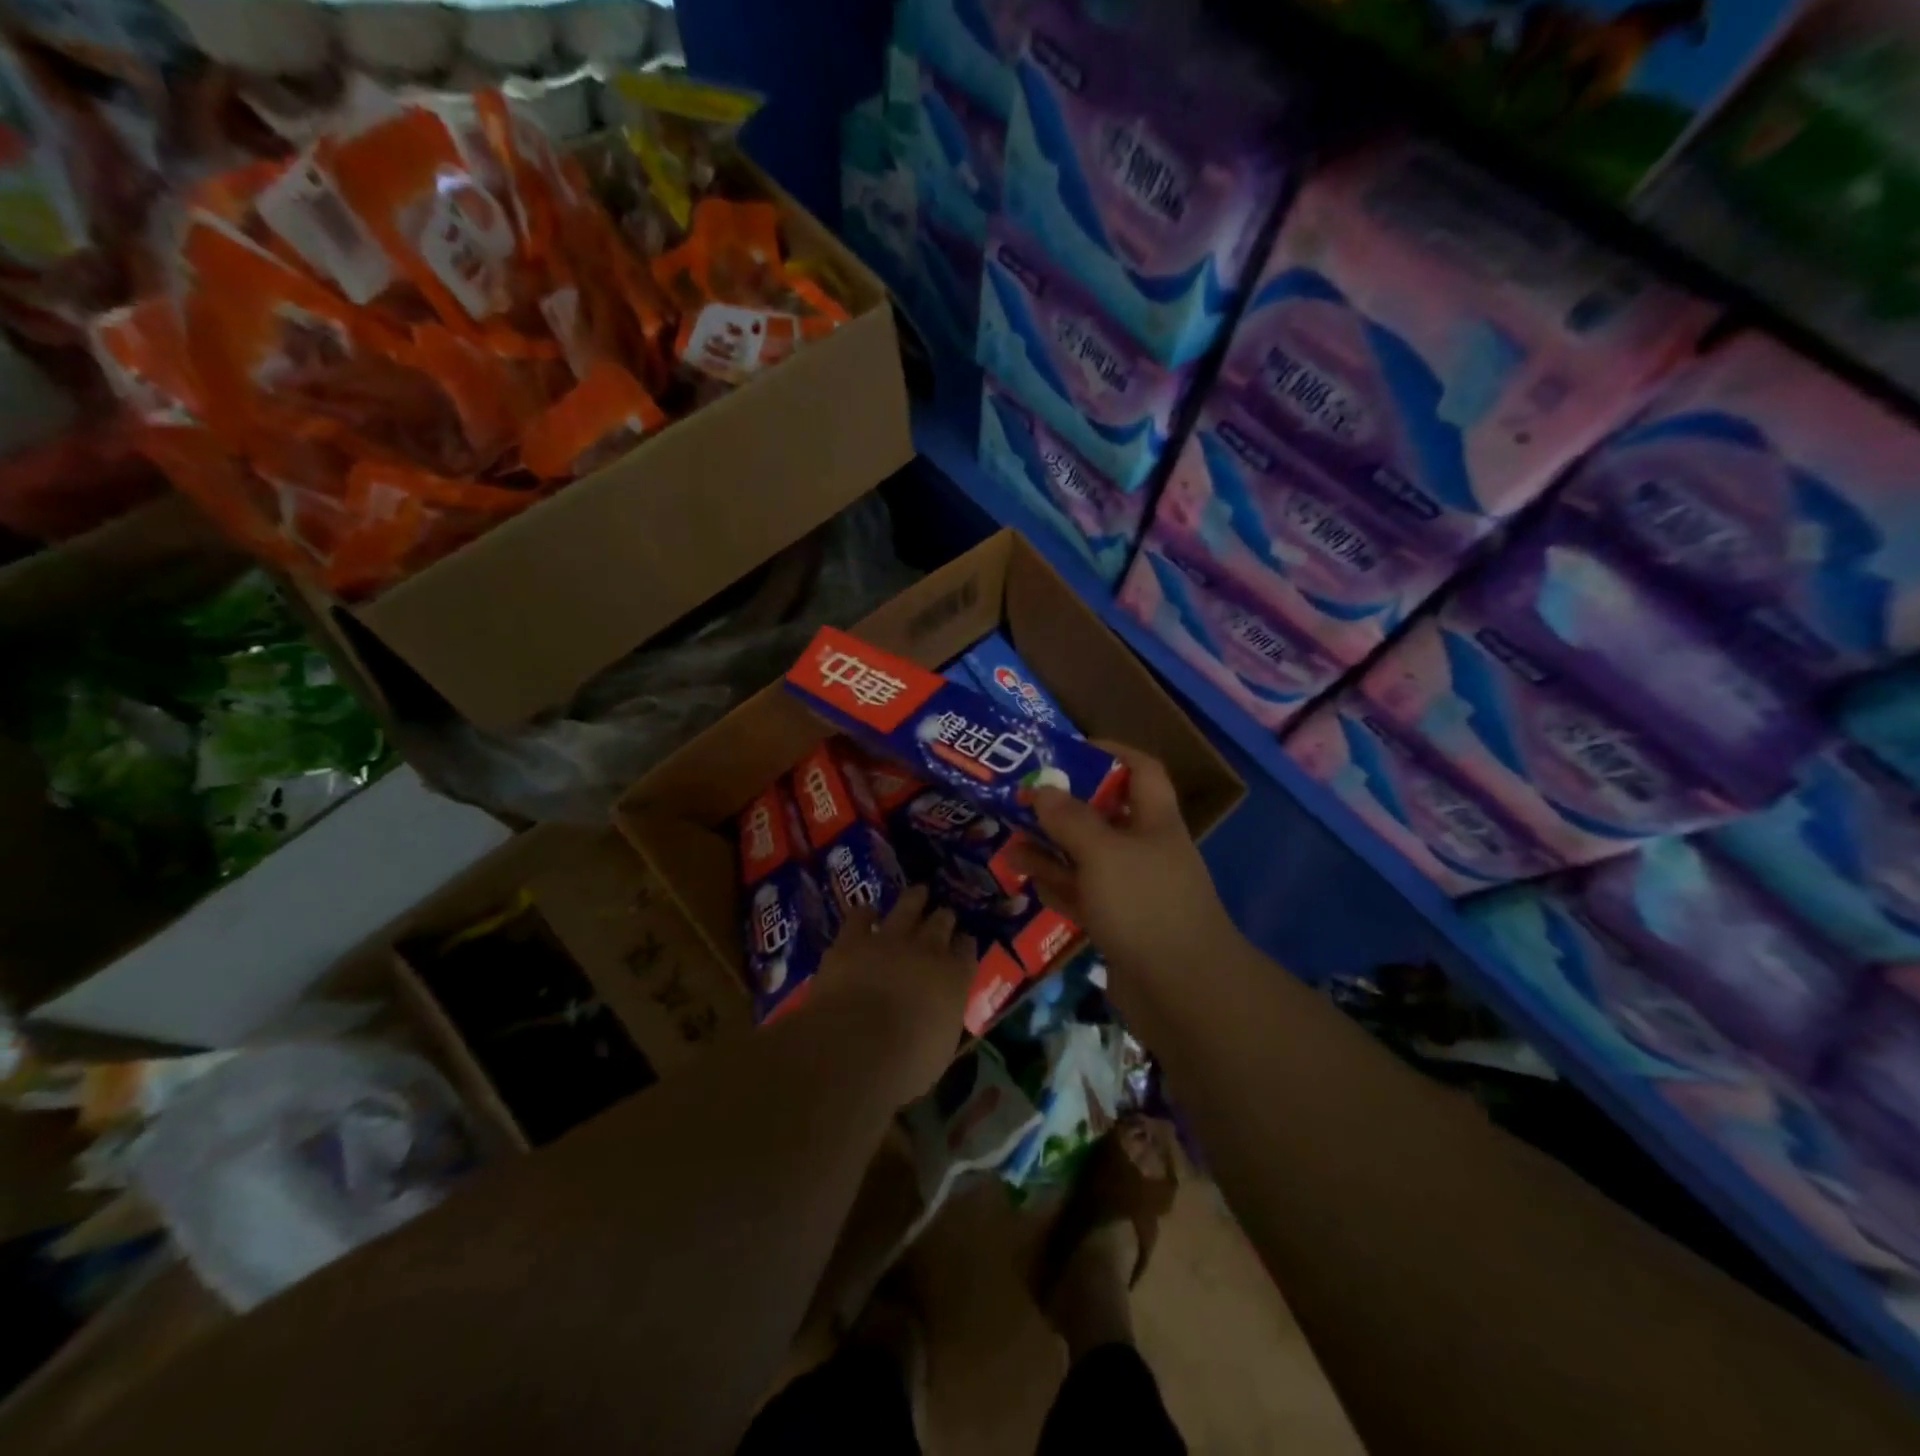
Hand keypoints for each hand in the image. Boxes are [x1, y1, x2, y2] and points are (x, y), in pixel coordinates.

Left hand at [805, 885, 976, 1101]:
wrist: (856, 1047)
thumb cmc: (906, 1064)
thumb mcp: (940, 1049)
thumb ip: (944, 1021)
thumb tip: (940, 1016)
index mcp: (954, 978)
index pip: (967, 951)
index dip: (966, 945)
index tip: (965, 941)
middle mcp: (927, 950)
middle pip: (942, 923)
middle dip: (944, 918)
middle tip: (944, 914)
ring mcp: (889, 939)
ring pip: (908, 907)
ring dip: (914, 900)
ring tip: (919, 892)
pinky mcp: (852, 940)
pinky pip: (860, 916)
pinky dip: (865, 913)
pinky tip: (866, 912)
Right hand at [1007, 743, 1237, 992]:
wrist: (1182, 992)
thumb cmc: (1145, 905)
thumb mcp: (1103, 853)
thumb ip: (1070, 819)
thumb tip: (1043, 789)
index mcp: (1155, 822)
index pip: (1140, 770)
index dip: (1110, 752)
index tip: (1068, 749)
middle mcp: (1145, 850)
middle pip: (1105, 815)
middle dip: (1064, 805)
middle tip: (1022, 798)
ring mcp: (1132, 890)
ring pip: (1087, 858)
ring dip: (1052, 847)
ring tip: (1010, 840)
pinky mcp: (1118, 925)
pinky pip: (1082, 895)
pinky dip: (1056, 885)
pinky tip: (1027, 878)